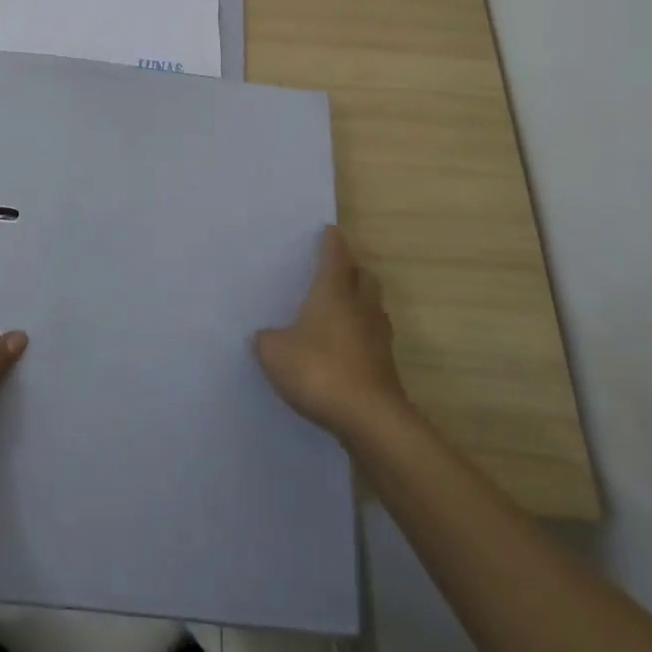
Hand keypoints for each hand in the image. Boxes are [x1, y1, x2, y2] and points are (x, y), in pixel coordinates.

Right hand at [255, 226, 408, 442]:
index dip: (331, 241)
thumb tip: (265, 336)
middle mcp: (360, 307)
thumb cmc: (319, 370)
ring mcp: (378, 338)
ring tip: (340, 312)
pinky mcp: (386, 367)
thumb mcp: (275, 353)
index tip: (328, 231)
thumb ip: (267, 339)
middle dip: (352, 270)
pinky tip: (345, 351)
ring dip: (360, 305)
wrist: (369, 420)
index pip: (335, 255)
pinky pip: (373, 340)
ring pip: (372, 308)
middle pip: (363, 277)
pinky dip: (361, 338)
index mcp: (333, 291)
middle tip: (335, 272)